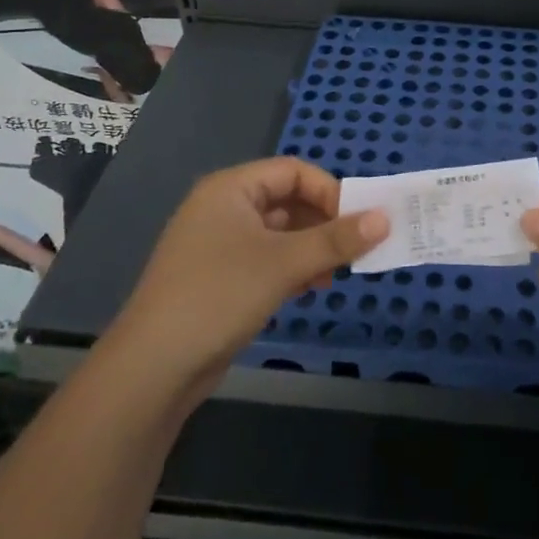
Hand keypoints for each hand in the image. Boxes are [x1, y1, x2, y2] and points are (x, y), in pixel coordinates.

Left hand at [110, 158, 389, 406]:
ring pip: (279, 233)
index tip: (359, 220)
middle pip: (287, 200)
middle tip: (356, 248)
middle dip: (324, 222)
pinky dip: (292, 267)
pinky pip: (266, 259)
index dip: (329, 190)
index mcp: (231, 189)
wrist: (154, 367)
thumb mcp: (284, 263)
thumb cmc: (220, 295)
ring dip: (311, 247)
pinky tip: (312, 287)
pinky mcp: (219, 278)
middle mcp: (223, 208)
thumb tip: (384, 218)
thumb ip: (336, 240)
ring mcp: (218, 245)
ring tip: (336, 272)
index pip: (292, 171)